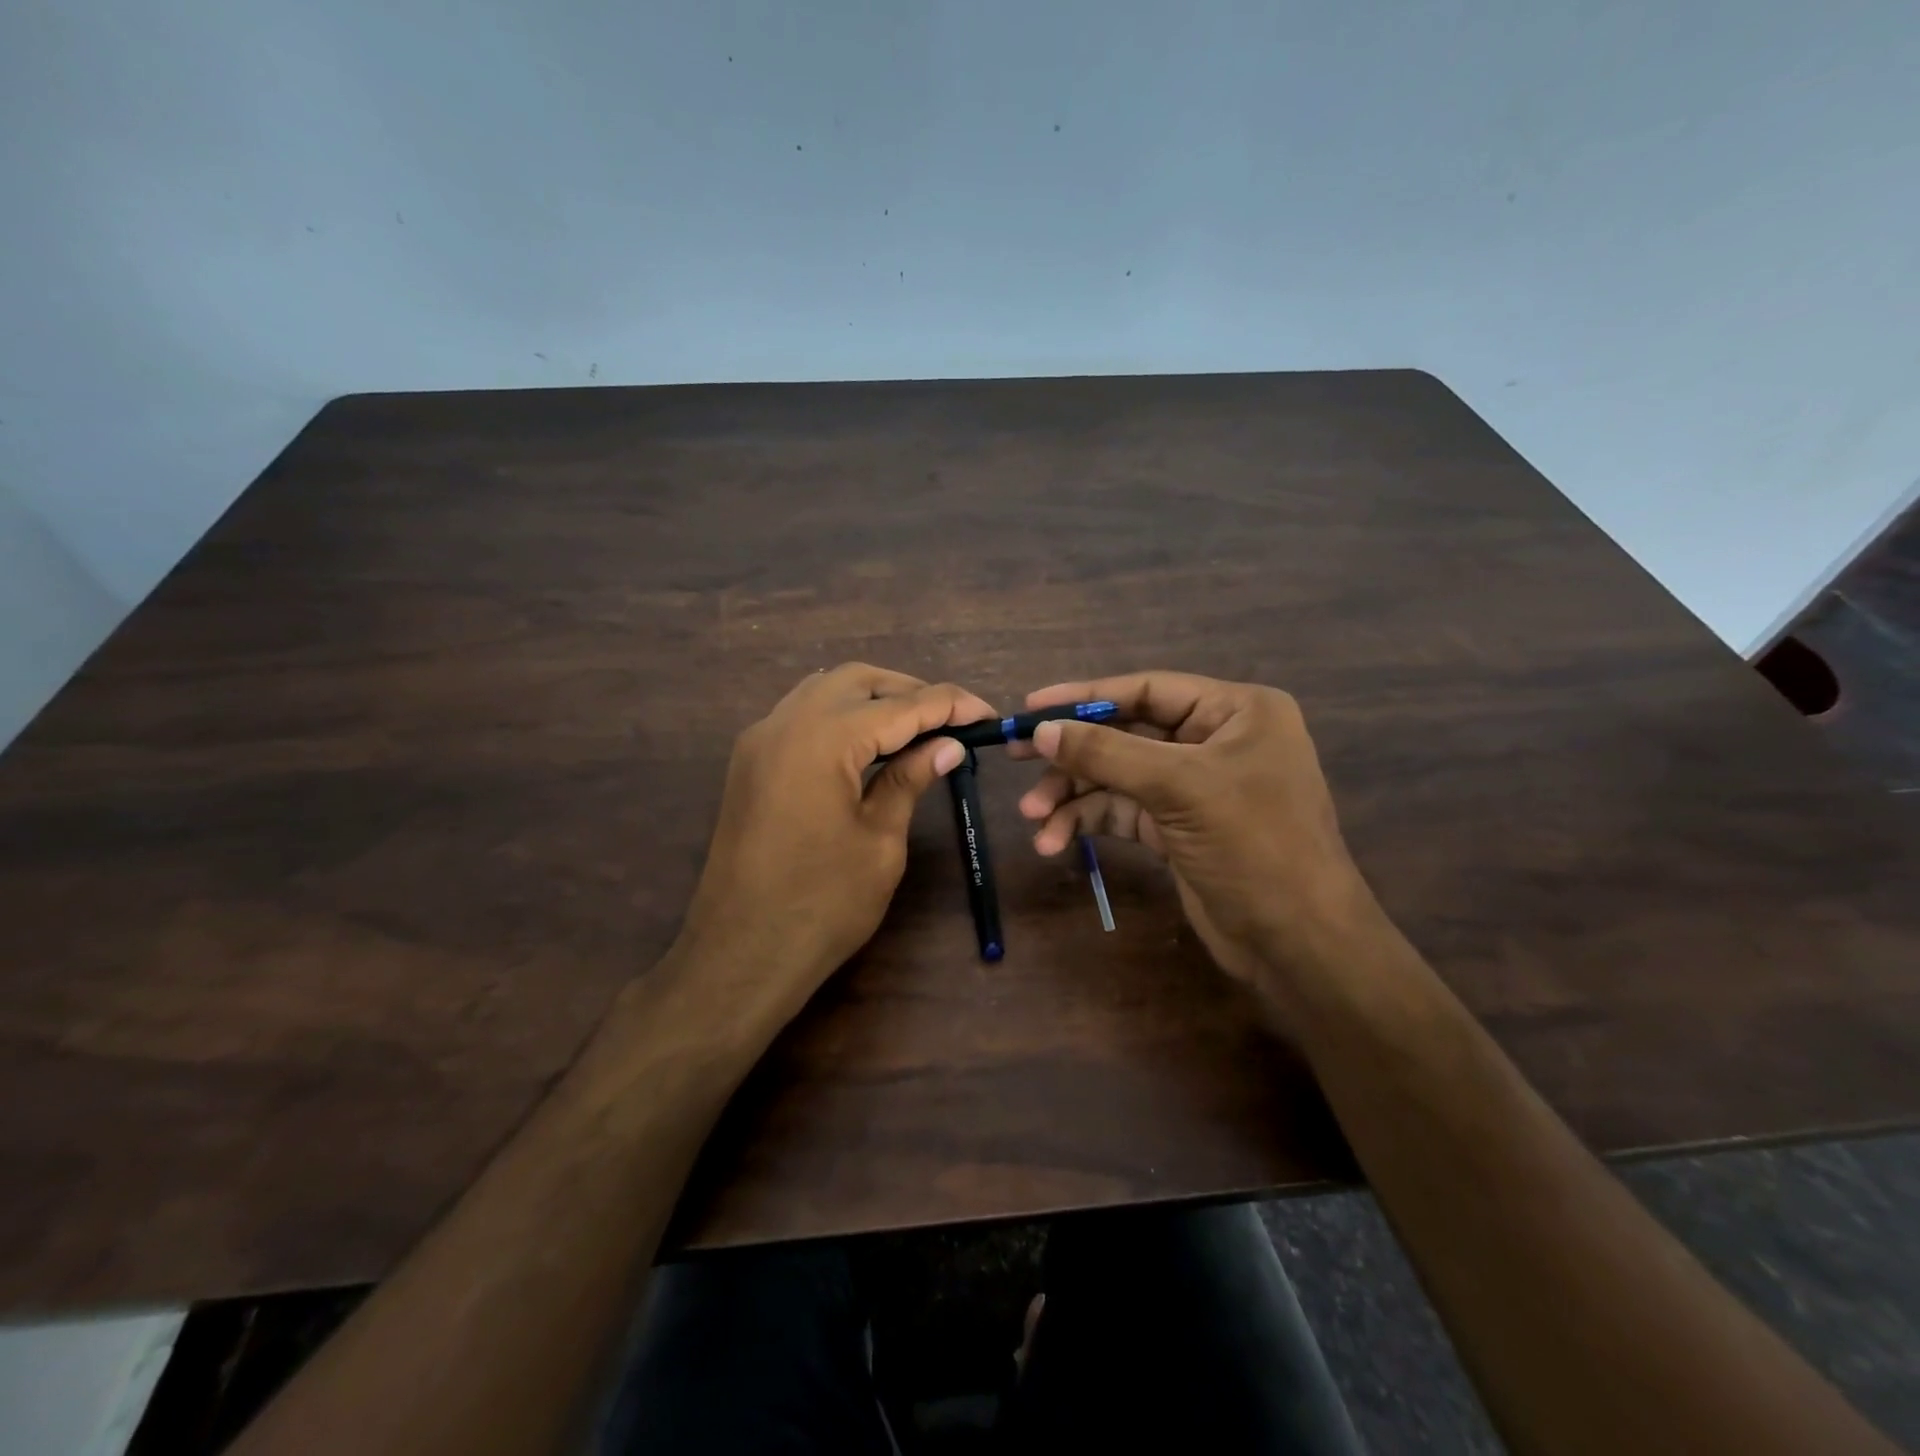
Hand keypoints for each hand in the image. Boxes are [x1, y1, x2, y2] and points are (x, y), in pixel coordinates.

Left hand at [678, 663, 995, 1022]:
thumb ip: (909, 779)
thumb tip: (949, 744)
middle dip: (909, 692)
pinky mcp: (750, 761)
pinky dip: (840, 716)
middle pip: (858, 681)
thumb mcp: (880, 840)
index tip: (988, 714)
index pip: (901, 706)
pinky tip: (867, 744)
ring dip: (872, 700)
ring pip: (824, 691)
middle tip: (951, 721)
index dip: (950, 705)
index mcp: (823, 739)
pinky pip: (801, 715)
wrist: (740, 955)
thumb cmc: (823, 905)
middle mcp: (785, 722)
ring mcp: (760, 739)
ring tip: (915, 730)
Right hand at [1013, 671, 1381, 1000]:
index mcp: (1235, 711)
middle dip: (1073, 752)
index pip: (1147, 690)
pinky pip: (1122, 811)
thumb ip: (1106, 753)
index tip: (1030, 706)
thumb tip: (1042, 729)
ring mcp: (1195, 786)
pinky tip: (1056, 841)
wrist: (1297, 943)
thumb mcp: (1178, 788)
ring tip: (1034, 818)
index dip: (1085, 696)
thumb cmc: (1253, 846)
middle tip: (1016, 754)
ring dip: (1073, 796)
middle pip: (1126, 733)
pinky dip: (1089, 823)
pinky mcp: (1177, 827)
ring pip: (1118, 776)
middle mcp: (1216, 740)